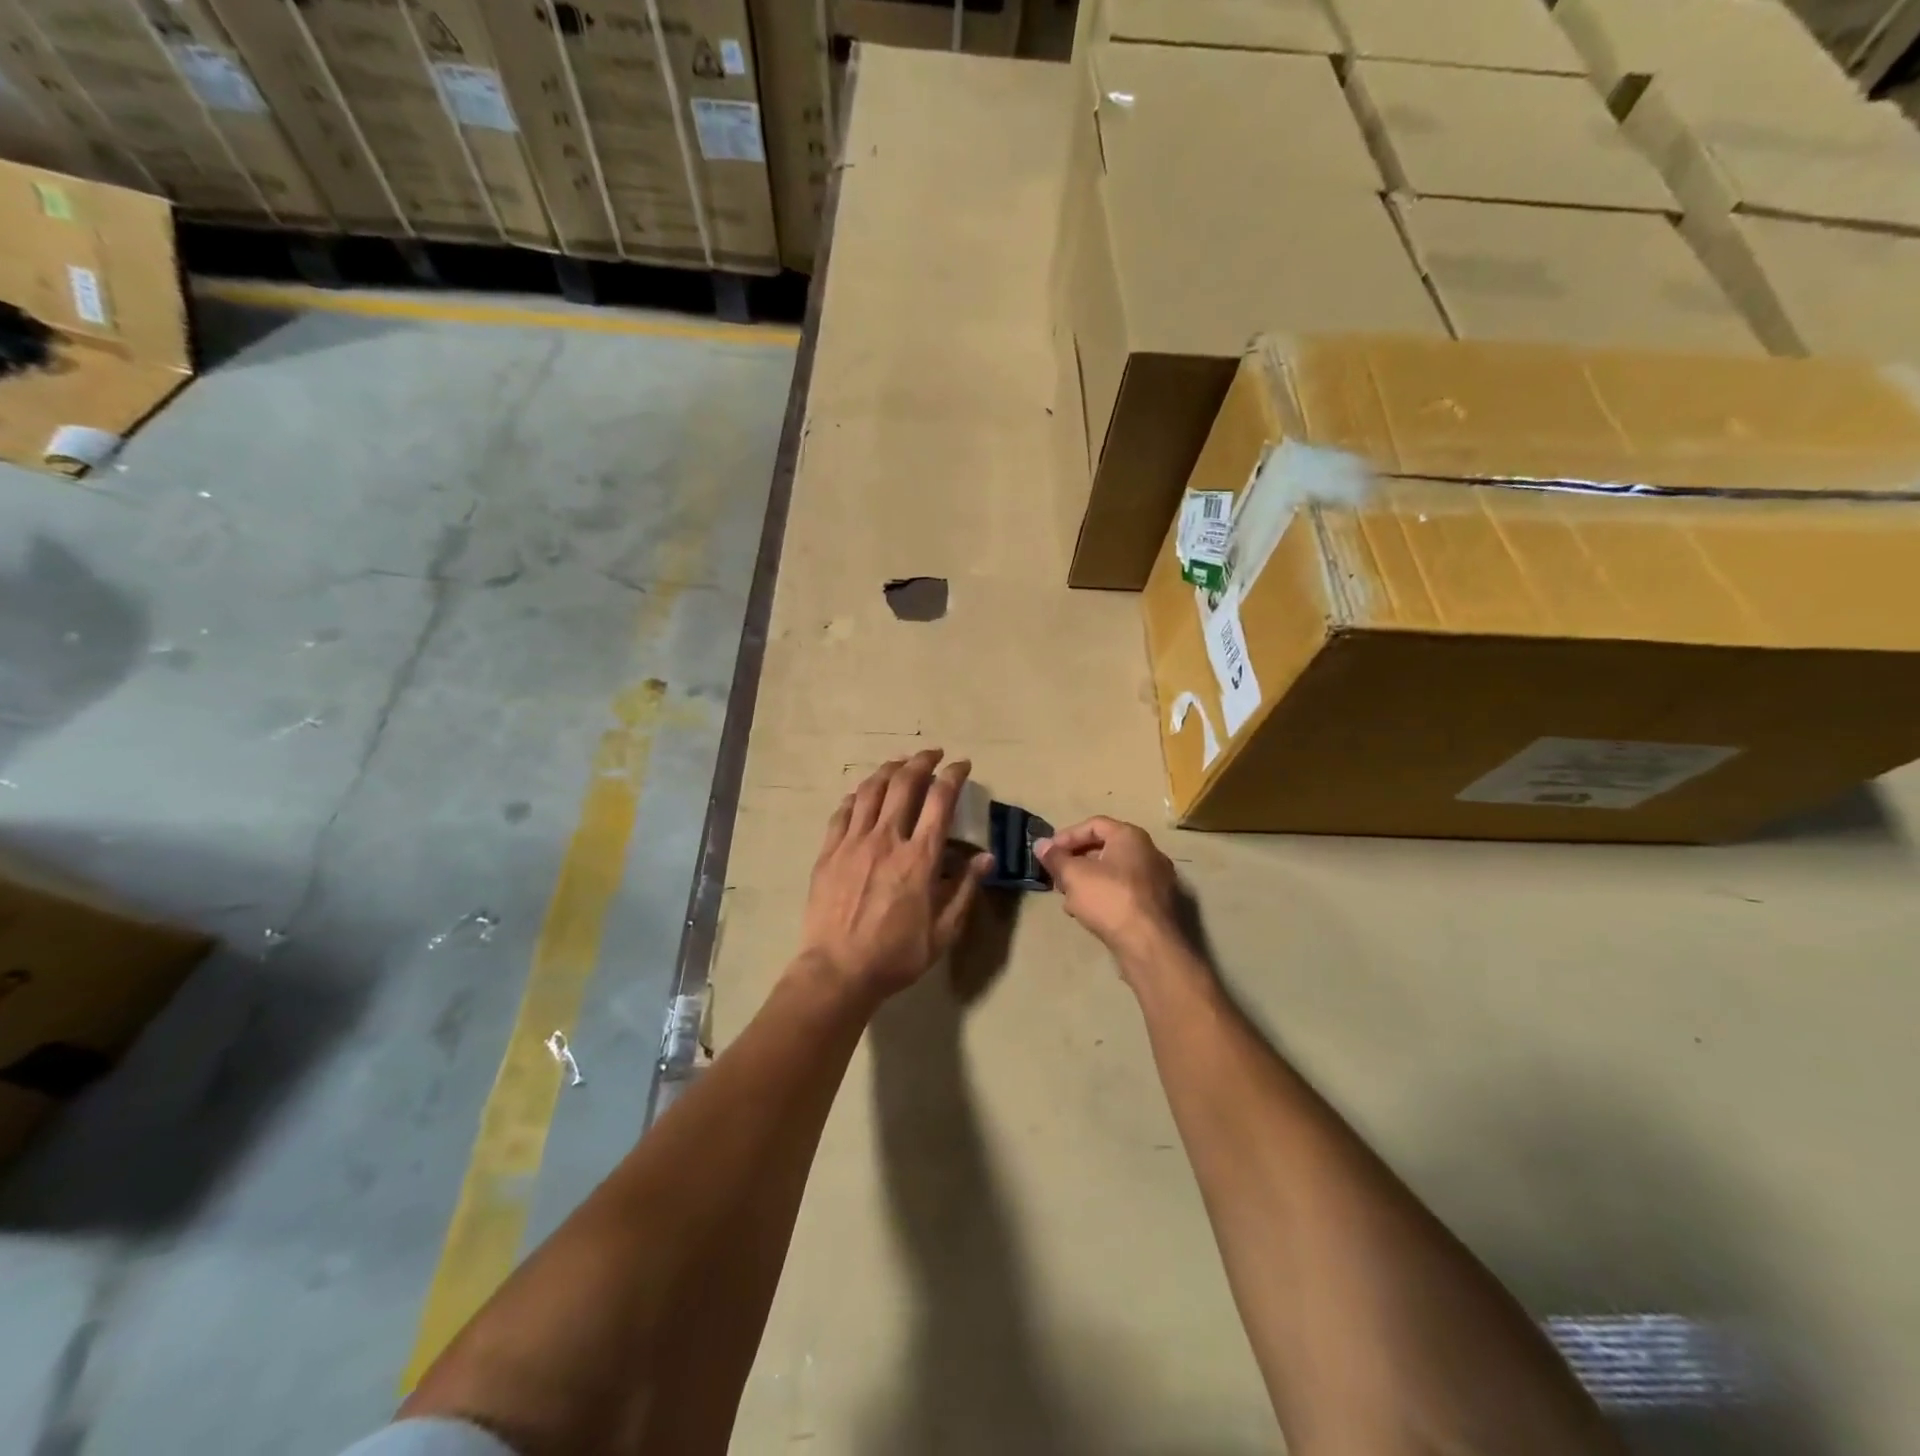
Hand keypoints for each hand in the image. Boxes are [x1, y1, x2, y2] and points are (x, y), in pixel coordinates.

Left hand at [799, 750, 992, 1003]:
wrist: (837, 971)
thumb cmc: (896, 955)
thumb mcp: (943, 931)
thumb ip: (965, 890)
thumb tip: (986, 858)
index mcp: (918, 858)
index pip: (940, 801)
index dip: (953, 776)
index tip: (962, 765)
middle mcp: (886, 839)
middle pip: (904, 784)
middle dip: (921, 761)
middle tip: (932, 754)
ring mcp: (852, 842)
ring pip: (870, 790)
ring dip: (888, 770)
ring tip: (899, 764)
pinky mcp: (828, 852)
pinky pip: (842, 812)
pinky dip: (856, 796)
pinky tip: (862, 794)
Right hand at [1036, 817, 1183, 972]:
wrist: (1149, 945)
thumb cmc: (1109, 899)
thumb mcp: (1074, 875)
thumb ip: (1055, 858)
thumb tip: (1040, 844)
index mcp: (1131, 837)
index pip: (1094, 825)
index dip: (1067, 836)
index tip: (1048, 853)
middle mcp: (1148, 853)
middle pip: (1104, 849)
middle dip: (1075, 862)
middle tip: (1056, 877)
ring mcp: (1156, 880)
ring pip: (1112, 873)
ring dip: (1086, 882)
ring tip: (1068, 899)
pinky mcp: (1156, 905)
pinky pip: (1124, 892)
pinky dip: (1103, 896)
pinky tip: (1087, 914)